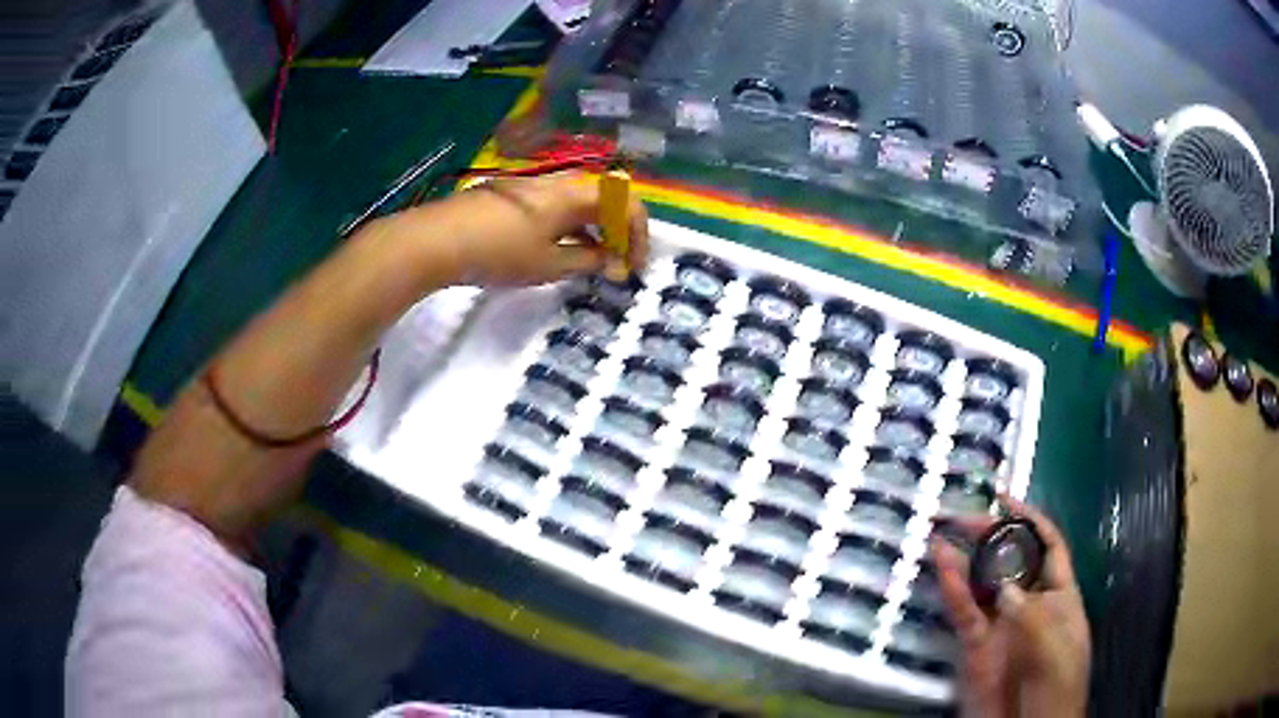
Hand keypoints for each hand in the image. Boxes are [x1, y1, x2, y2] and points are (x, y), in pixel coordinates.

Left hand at [392, 172, 649, 287]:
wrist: (437, 239)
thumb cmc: (499, 252)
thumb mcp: (549, 264)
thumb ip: (588, 261)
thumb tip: (613, 263)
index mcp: (575, 193)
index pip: (626, 203)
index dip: (639, 235)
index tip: (634, 267)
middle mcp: (559, 181)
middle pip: (605, 199)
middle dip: (619, 232)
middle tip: (618, 265)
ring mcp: (534, 186)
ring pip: (579, 203)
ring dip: (594, 231)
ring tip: (592, 263)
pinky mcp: (514, 196)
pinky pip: (556, 207)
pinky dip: (570, 227)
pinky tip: (561, 251)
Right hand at [932, 496, 1090, 717]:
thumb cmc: (1055, 689)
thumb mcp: (1054, 651)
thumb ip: (1032, 616)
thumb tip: (1004, 587)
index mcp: (1060, 597)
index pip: (1049, 547)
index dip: (1031, 519)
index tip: (1005, 497)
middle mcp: (1029, 604)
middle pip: (1011, 559)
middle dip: (991, 534)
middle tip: (963, 517)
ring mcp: (1001, 625)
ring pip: (982, 583)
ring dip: (964, 559)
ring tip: (942, 533)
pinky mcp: (976, 646)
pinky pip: (964, 613)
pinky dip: (953, 590)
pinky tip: (942, 568)